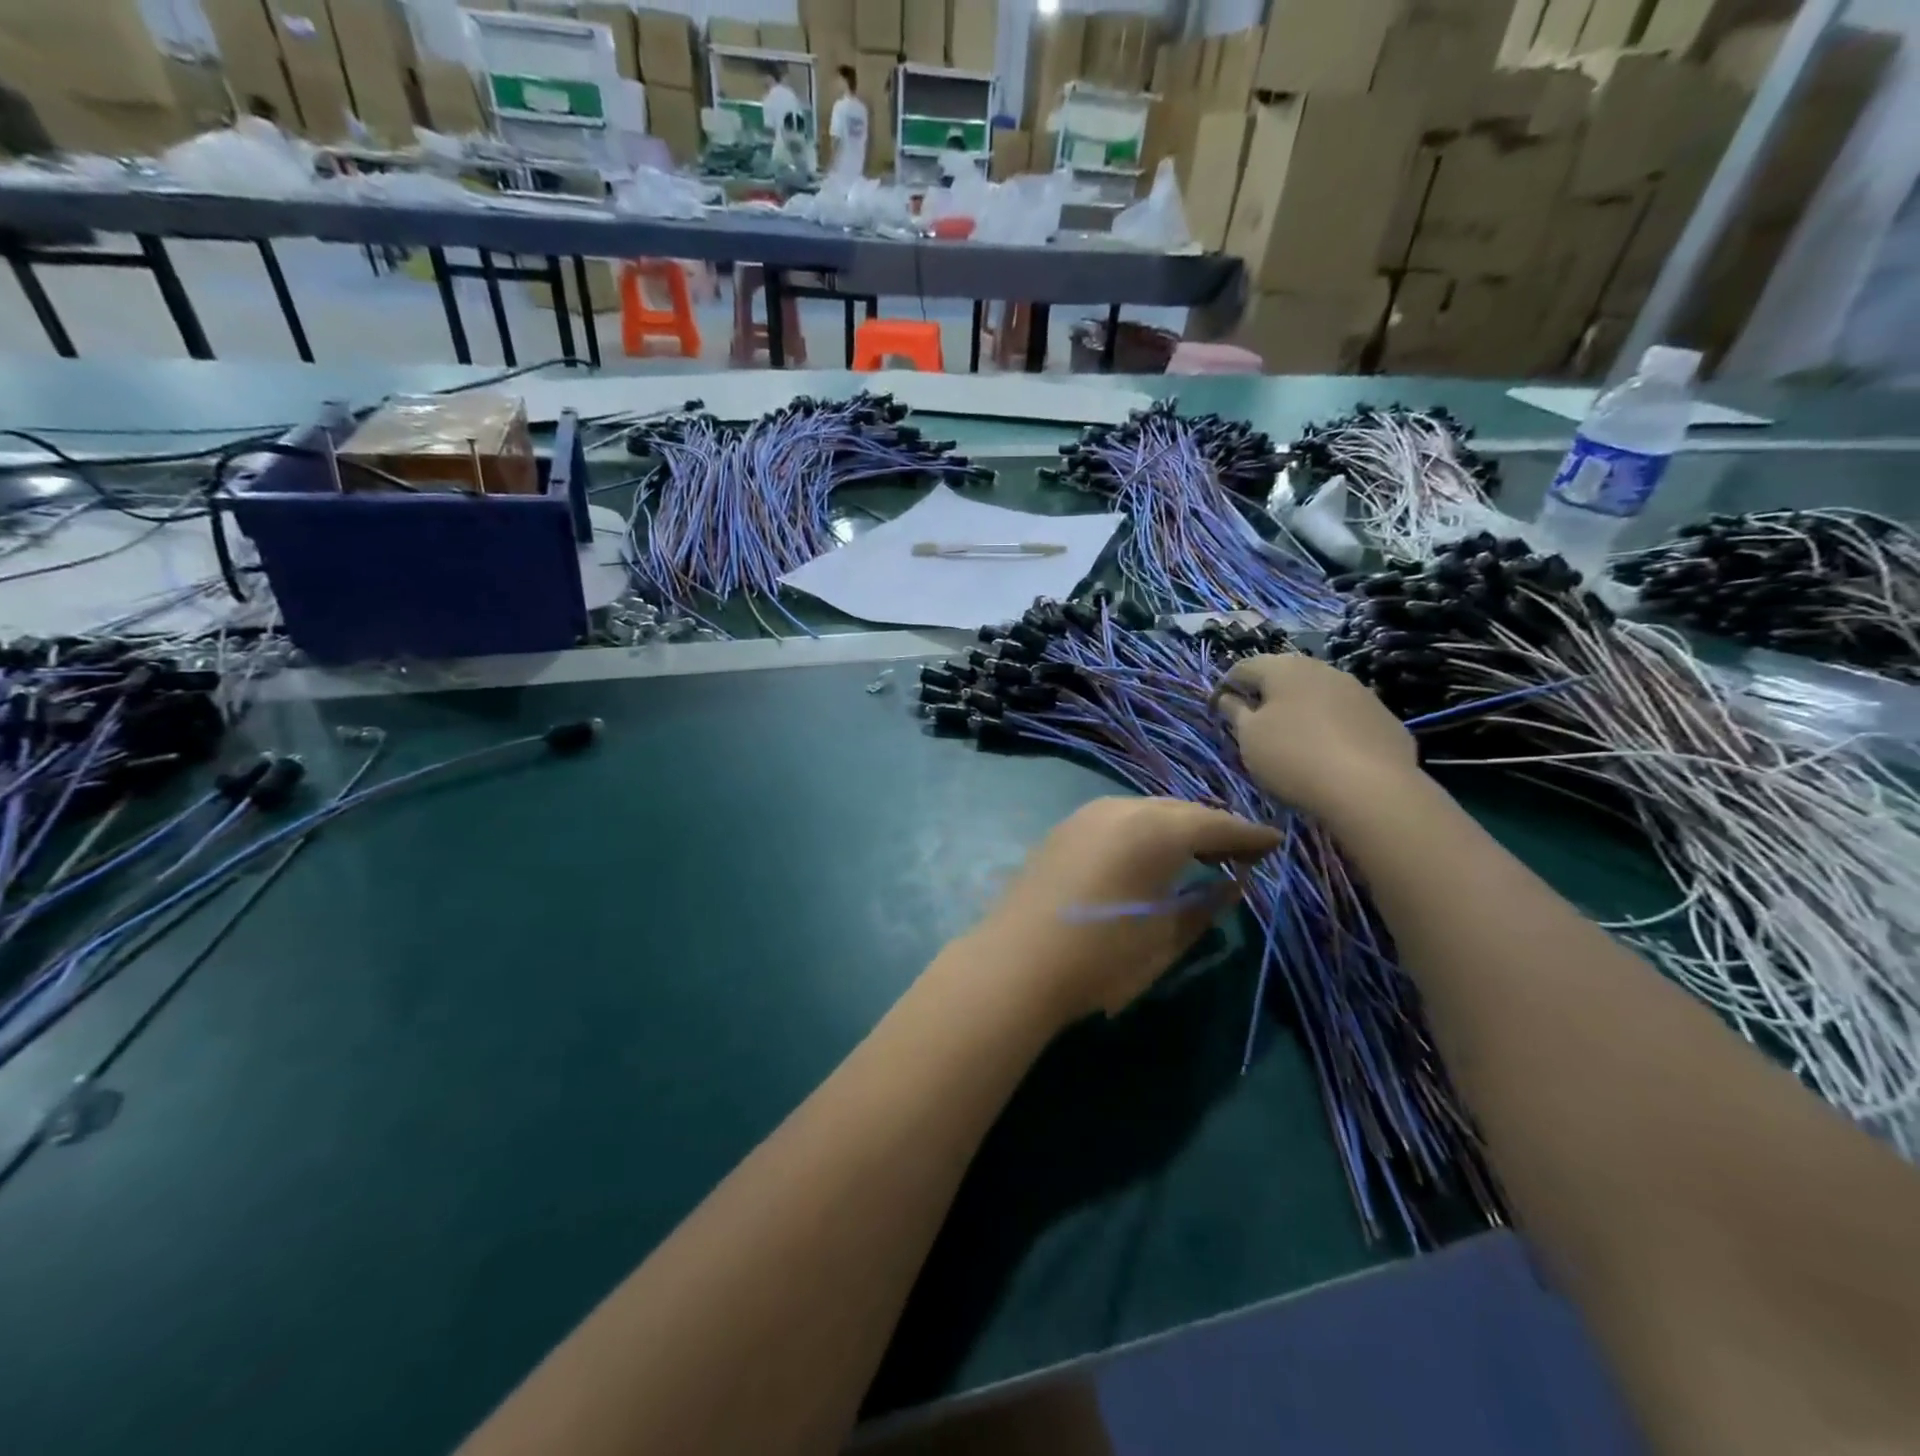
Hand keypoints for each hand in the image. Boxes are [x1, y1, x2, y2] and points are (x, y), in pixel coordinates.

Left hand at [967, 797, 1280, 1026]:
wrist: (1015, 962)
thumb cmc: (1101, 957)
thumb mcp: (1166, 938)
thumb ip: (1205, 906)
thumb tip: (1232, 884)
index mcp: (1156, 830)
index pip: (1217, 824)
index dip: (1249, 835)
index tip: (1276, 844)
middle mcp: (1122, 809)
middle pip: (1182, 811)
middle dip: (1214, 829)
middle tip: (1241, 853)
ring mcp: (1088, 815)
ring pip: (1148, 811)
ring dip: (1177, 828)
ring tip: (1200, 854)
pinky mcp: (1064, 829)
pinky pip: (1119, 819)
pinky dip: (1145, 831)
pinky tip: (1151, 855)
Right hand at [1214, 655, 1418, 819]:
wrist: (1371, 788)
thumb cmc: (1293, 756)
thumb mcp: (1249, 737)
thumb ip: (1235, 712)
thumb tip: (1227, 697)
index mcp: (1284, 668)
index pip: (1243, 667)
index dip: (1226, 687)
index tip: (1219, 712)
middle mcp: (1322, 669)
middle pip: (1284, 677)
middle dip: (1266, 696)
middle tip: (1255, 726)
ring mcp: (1359, 691)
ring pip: (1318, 694)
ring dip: (1301, 710)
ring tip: (1293, 741)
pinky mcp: (1383, 717)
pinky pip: (1346, 716)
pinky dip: (1331, 727)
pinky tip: (1329, 754)